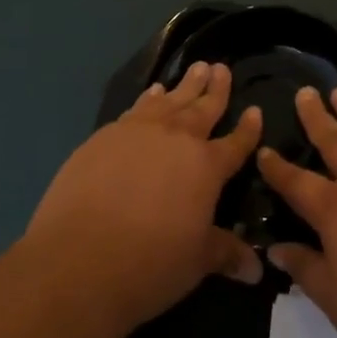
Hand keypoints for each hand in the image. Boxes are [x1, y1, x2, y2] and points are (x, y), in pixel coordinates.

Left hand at [22, 62, 262, 337]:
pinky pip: (135, 110)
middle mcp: (177, 139)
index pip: (236, 142)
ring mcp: (138, 133)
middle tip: (221, 68)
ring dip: (184, 85)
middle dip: (215, 88)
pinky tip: (150, 94)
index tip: (256, 110)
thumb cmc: (150, 264)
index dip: (248, 128)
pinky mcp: (104, 137)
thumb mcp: (196, 262)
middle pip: (203, 107)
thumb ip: (225, 253)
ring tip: (195, 68)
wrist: (79, 260)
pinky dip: (148, 99)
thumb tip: (257, 269)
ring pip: (169, 100)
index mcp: (207, 166)